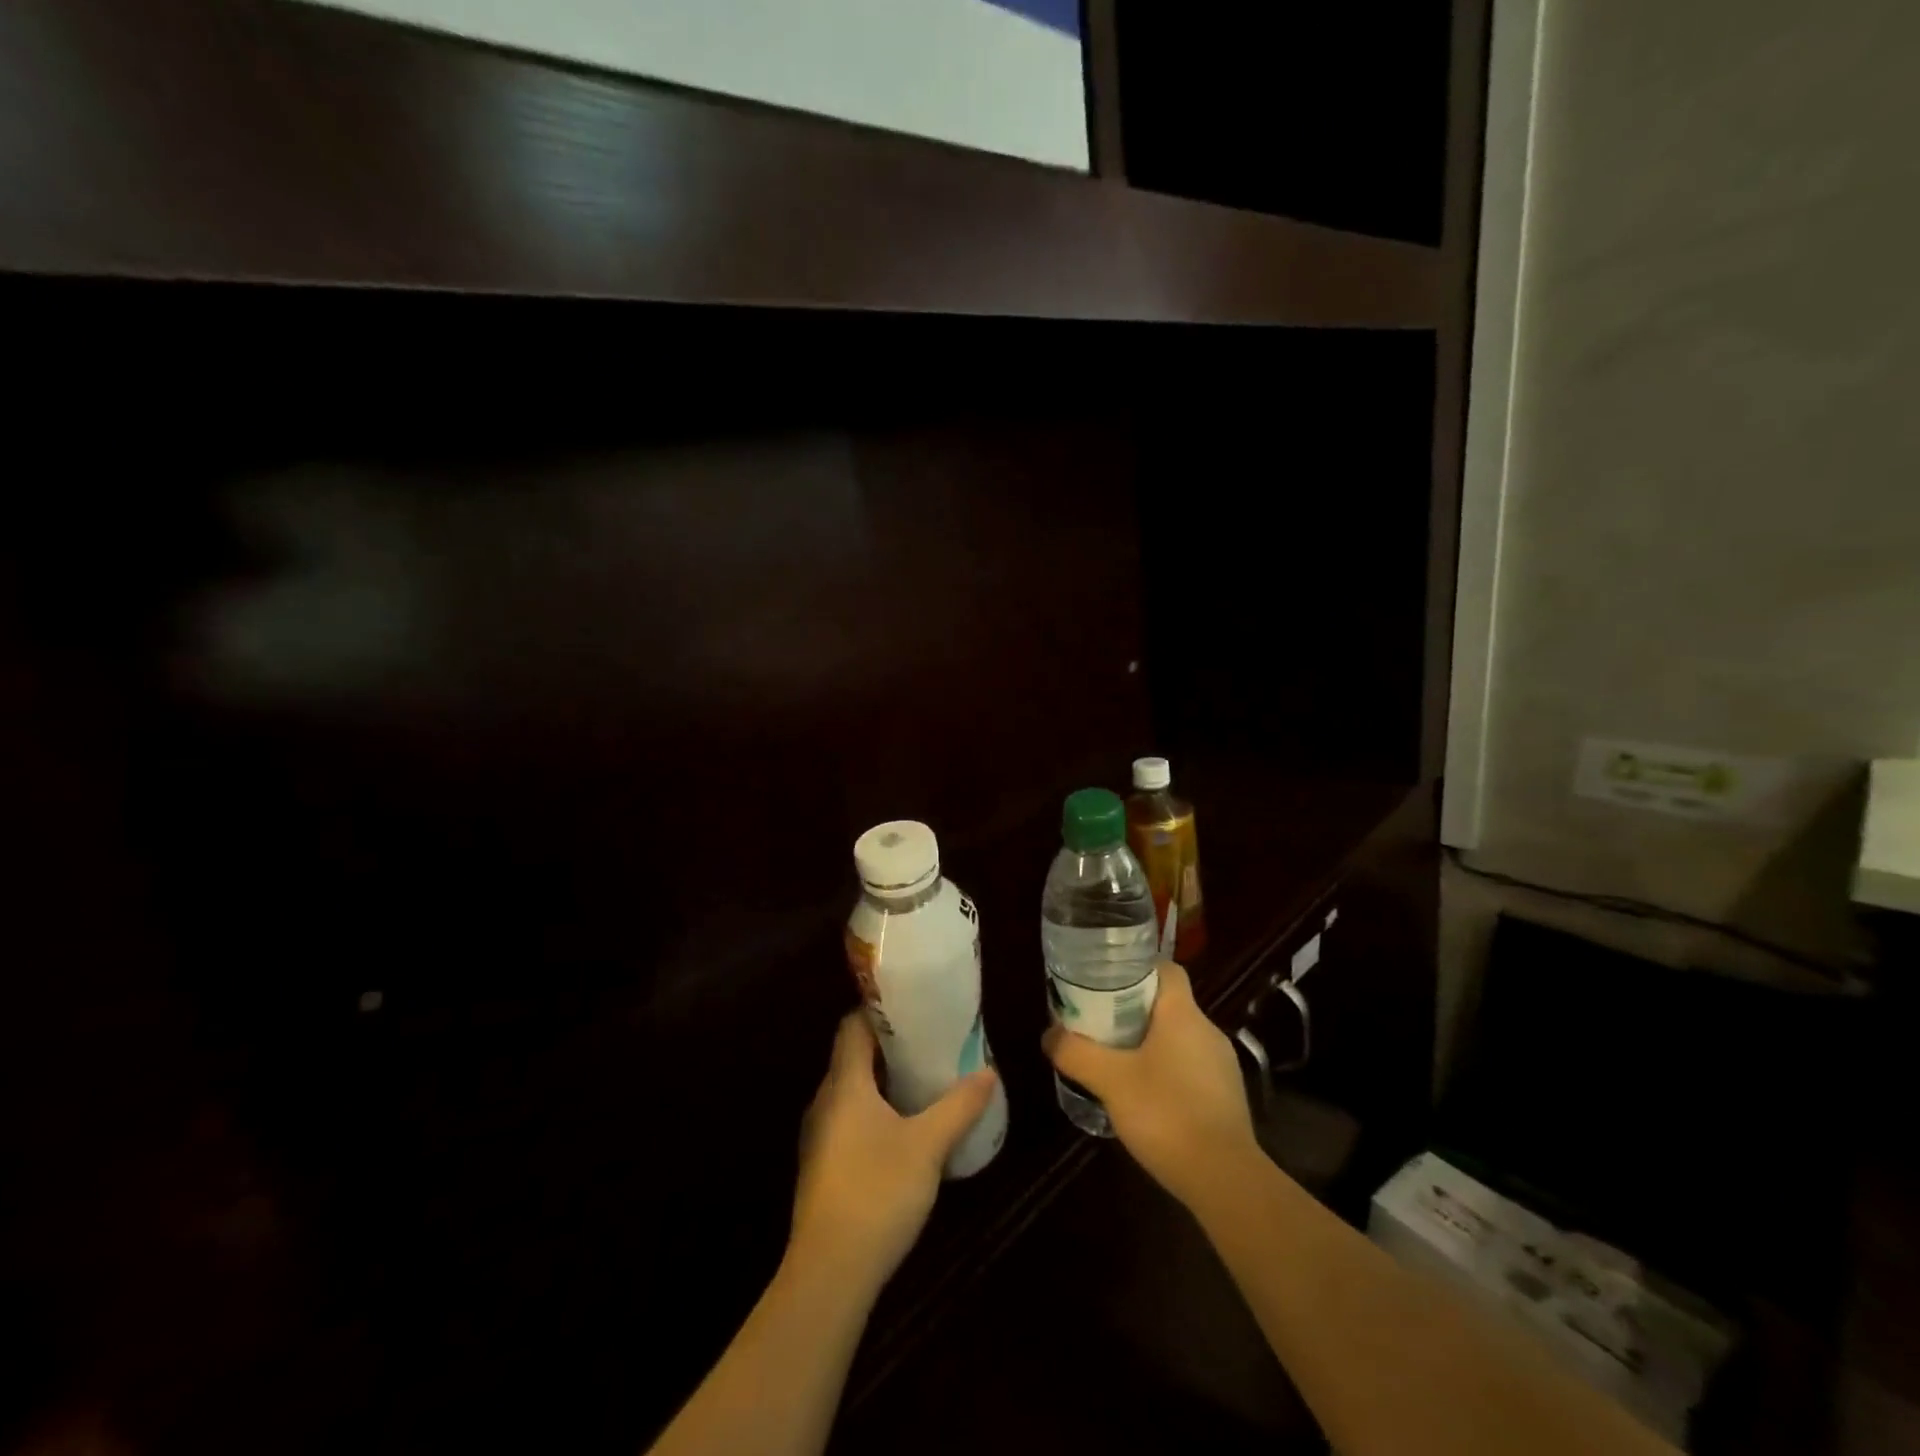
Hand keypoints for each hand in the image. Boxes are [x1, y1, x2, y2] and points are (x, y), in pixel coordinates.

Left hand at [790, 1011, 998, 1292]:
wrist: (829, 1272)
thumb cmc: (877, 1192)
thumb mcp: (928, 1146)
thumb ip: (959, 1106)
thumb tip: (988, 1072)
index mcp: (844, 1084)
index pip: (852, 1026)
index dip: (880, 1011)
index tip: (915, 1007)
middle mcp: (825, 1100)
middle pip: (853, 1056)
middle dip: (890, 1046)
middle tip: (931, 1042)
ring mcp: (820, 1135)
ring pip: (852, 1090)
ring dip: (884, 1081)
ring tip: (924, 1079)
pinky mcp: (823, 1165)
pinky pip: (849, 1118)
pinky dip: (875, 1110)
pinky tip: (904, 1128)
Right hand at [1042, 961, 1258, 1209]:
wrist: (1224, 1179)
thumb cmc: (1166, 1113)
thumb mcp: (1110, 1080)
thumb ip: (1076, 1053)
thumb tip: (1049, 1035)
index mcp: (1183, 1014)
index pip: (1166, 970)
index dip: (1137, 969)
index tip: (1107, 982)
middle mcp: (1208, 1031)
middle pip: (1168, 1004)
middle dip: (1134, 1010)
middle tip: (1100, 1024)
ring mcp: (1222, 1066)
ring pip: (1179, 1039)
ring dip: (1150, 1044)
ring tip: (1117, 1062)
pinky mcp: (1226, 1097)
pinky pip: (1191, 1069)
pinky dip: (1167, 1073)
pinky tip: (1145, 1098)